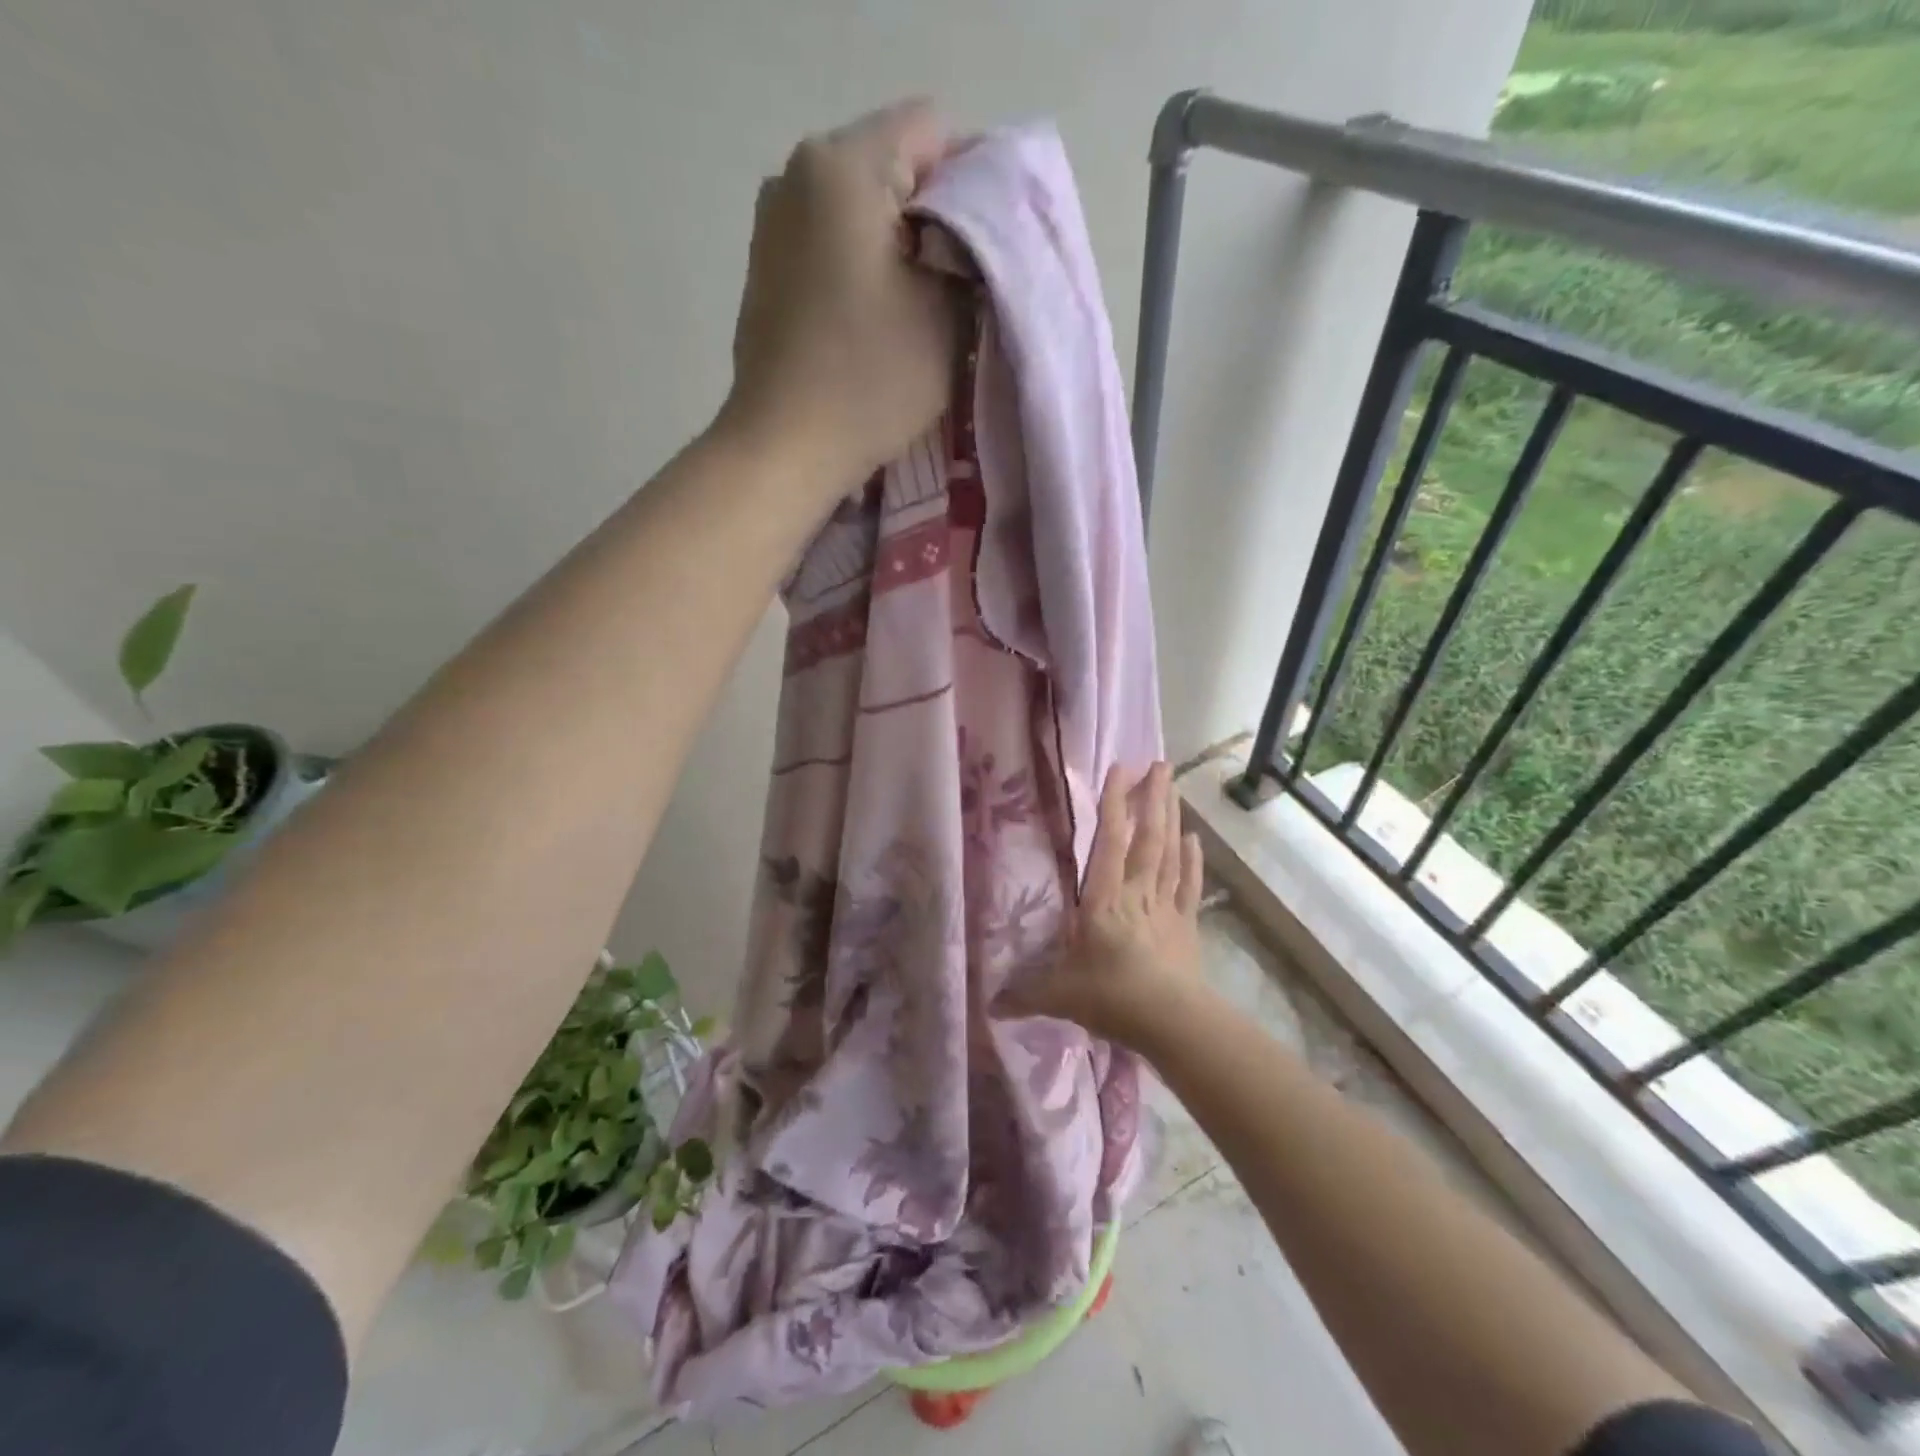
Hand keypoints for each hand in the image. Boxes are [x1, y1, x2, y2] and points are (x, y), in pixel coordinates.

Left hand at [721, 99, 963, 497]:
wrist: (785, 448)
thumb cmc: (869, 380)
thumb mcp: (944, 313)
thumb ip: (972, 253)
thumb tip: (974, 233)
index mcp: (842, 165)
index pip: (933, 130)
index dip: (976, 183)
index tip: (988, 250)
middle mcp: (797, 173)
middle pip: (893, 165)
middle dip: (936, 216)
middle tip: (960, 284)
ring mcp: (773, 221)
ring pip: (862, 208)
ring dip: (899, 246)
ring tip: (918, 307)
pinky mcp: (766, 267)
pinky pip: (832, 243)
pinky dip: (862, 267)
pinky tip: (874, 319)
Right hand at [993, 762, 1207, 1050]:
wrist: (1173, 1022)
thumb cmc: (1112, 998)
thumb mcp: (1060, 996)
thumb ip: (1024, 994)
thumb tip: (988, 1005)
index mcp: (1103, 900)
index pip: (1108, 843)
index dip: (1113, 805)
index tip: (1119, 769)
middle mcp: (1136, 893)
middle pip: (1147, 838)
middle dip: (1152, 799)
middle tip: (1160, 764)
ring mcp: (1165, 907)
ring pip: (1170, 853)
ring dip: (1172, 817)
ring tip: (1174, 786)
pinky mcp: (1186, 926)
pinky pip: (1189, 885)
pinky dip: (1193, 860)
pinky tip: (1196, 838)